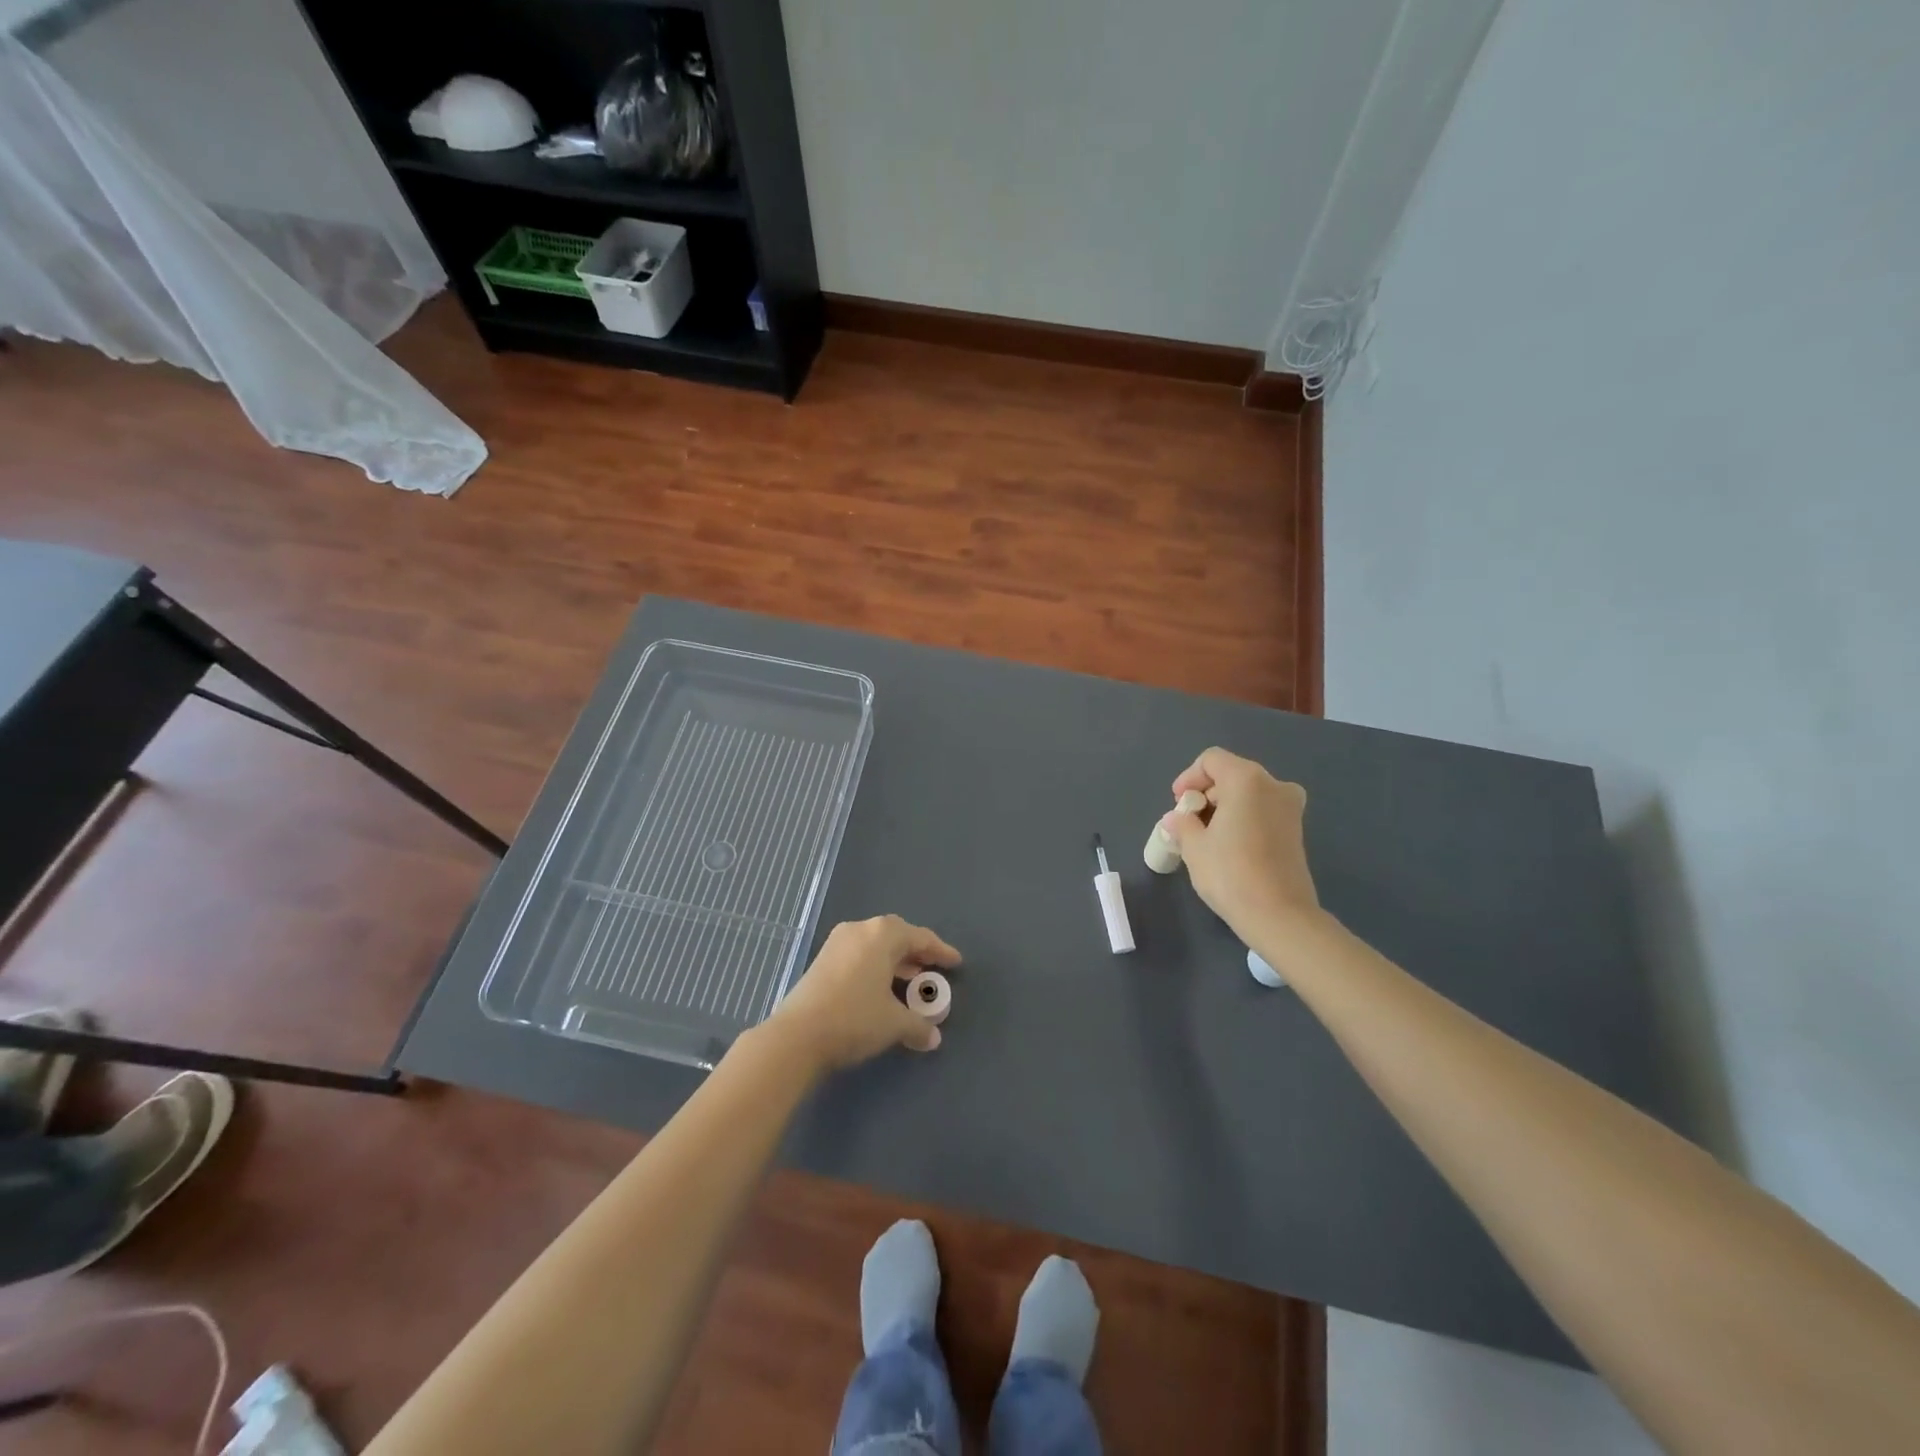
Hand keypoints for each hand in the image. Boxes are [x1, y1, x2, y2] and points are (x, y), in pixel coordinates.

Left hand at [769, 915, 960, 1070]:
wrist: (797, 1035)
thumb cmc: (854, 1019)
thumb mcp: (894, 1024)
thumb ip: (918, 1025)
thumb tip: (933, 1037)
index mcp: (882, 935)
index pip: (920, 937)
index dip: (940, 951)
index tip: (955, 962)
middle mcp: (860, 930)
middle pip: (896, 935)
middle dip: (916, 952)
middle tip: (932, 968)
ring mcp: (837, 943)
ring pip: (875, 945)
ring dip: (895, 960)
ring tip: (910, 979)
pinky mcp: (822, 960)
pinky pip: (859, 955)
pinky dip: (875, 966)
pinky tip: (881, 988)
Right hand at [1158, 748, 1322, 947]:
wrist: (1279, 915)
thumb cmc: (1230, 873)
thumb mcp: (1193, 846)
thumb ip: (1182, 824)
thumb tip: (1176, 819)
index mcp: (1247, 779)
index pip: (1211, 760)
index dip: (1189, 778)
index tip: (1178, 804)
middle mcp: (1274, 785)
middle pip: (1231, 774)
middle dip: (1206, 793)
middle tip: (1188, 821)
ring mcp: (1290, 807)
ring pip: (1248, 793)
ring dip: (1224, 807)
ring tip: (1205, 835)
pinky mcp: (1296, 830)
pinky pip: (1262, 810)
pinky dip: (1243, 818)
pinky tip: (1228, 844)